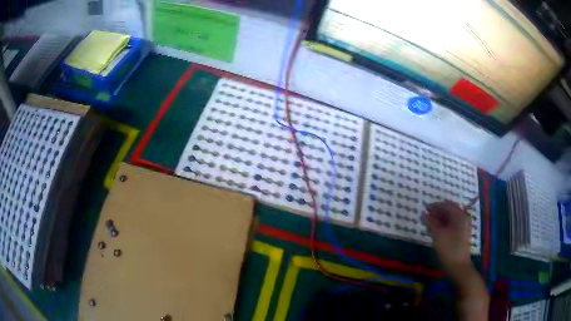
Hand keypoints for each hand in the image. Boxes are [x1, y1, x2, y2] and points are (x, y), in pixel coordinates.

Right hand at [424, 201, 471, 275]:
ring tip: (429, 223)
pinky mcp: (462, 233)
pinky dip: (444, 224)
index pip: (447, 205)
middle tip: (426, 216)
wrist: (458, 267)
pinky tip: (436, 230)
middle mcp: (464, 217)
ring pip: (451, 217)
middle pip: (450, 210)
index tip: (424, 208)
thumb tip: (424, 213)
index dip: (435, 206)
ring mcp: (464, 226)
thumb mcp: (438, 235)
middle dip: (438, 212)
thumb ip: (431, 222)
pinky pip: (452, 224)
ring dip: (440, 218)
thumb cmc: (448, 249)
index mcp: (460, 215)